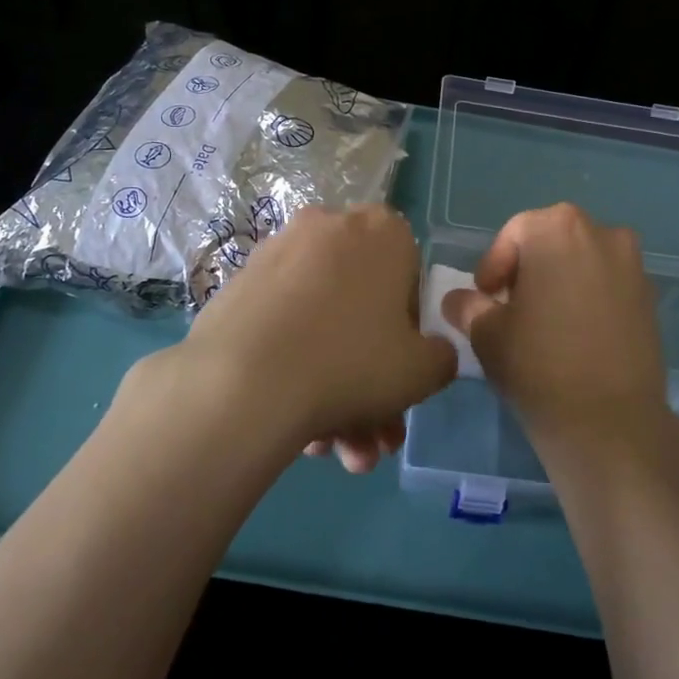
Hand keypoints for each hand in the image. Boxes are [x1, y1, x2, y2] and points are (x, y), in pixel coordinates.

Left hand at [161, 204, 456, 471]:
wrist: (244, 384)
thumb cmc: (352, 363)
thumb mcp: (424, 370)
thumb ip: (441, 356)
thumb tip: (429, 353)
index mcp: (383, 231)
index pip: (411, 279)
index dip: (410, 331)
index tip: (400, 370)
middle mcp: (329, 227)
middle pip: (361, 309)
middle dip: (371, 380)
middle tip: (371, 436)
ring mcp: (277, 254)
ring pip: (321, 325)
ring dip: (335, 390)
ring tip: (332, 451)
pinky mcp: (238, 286)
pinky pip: (283, 327)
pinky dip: (294, 370)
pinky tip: (296, 428)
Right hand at [441, 203, 670, 460]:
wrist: (610, 422)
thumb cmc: (538, 365)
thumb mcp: (485, 333)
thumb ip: (468, 306)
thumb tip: (459, 300)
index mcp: (558, 228)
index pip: (514, 234)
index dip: (493, 267)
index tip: (485, 300)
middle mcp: (602, 233)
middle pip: (552, 242)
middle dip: (528, 270)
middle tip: (511, 309)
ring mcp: (633, 265)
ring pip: (583, 262)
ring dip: (561, 282)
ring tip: (546, 323)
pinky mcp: (651, 298)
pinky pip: (608, 286)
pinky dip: (589, 299)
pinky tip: (577, 336)